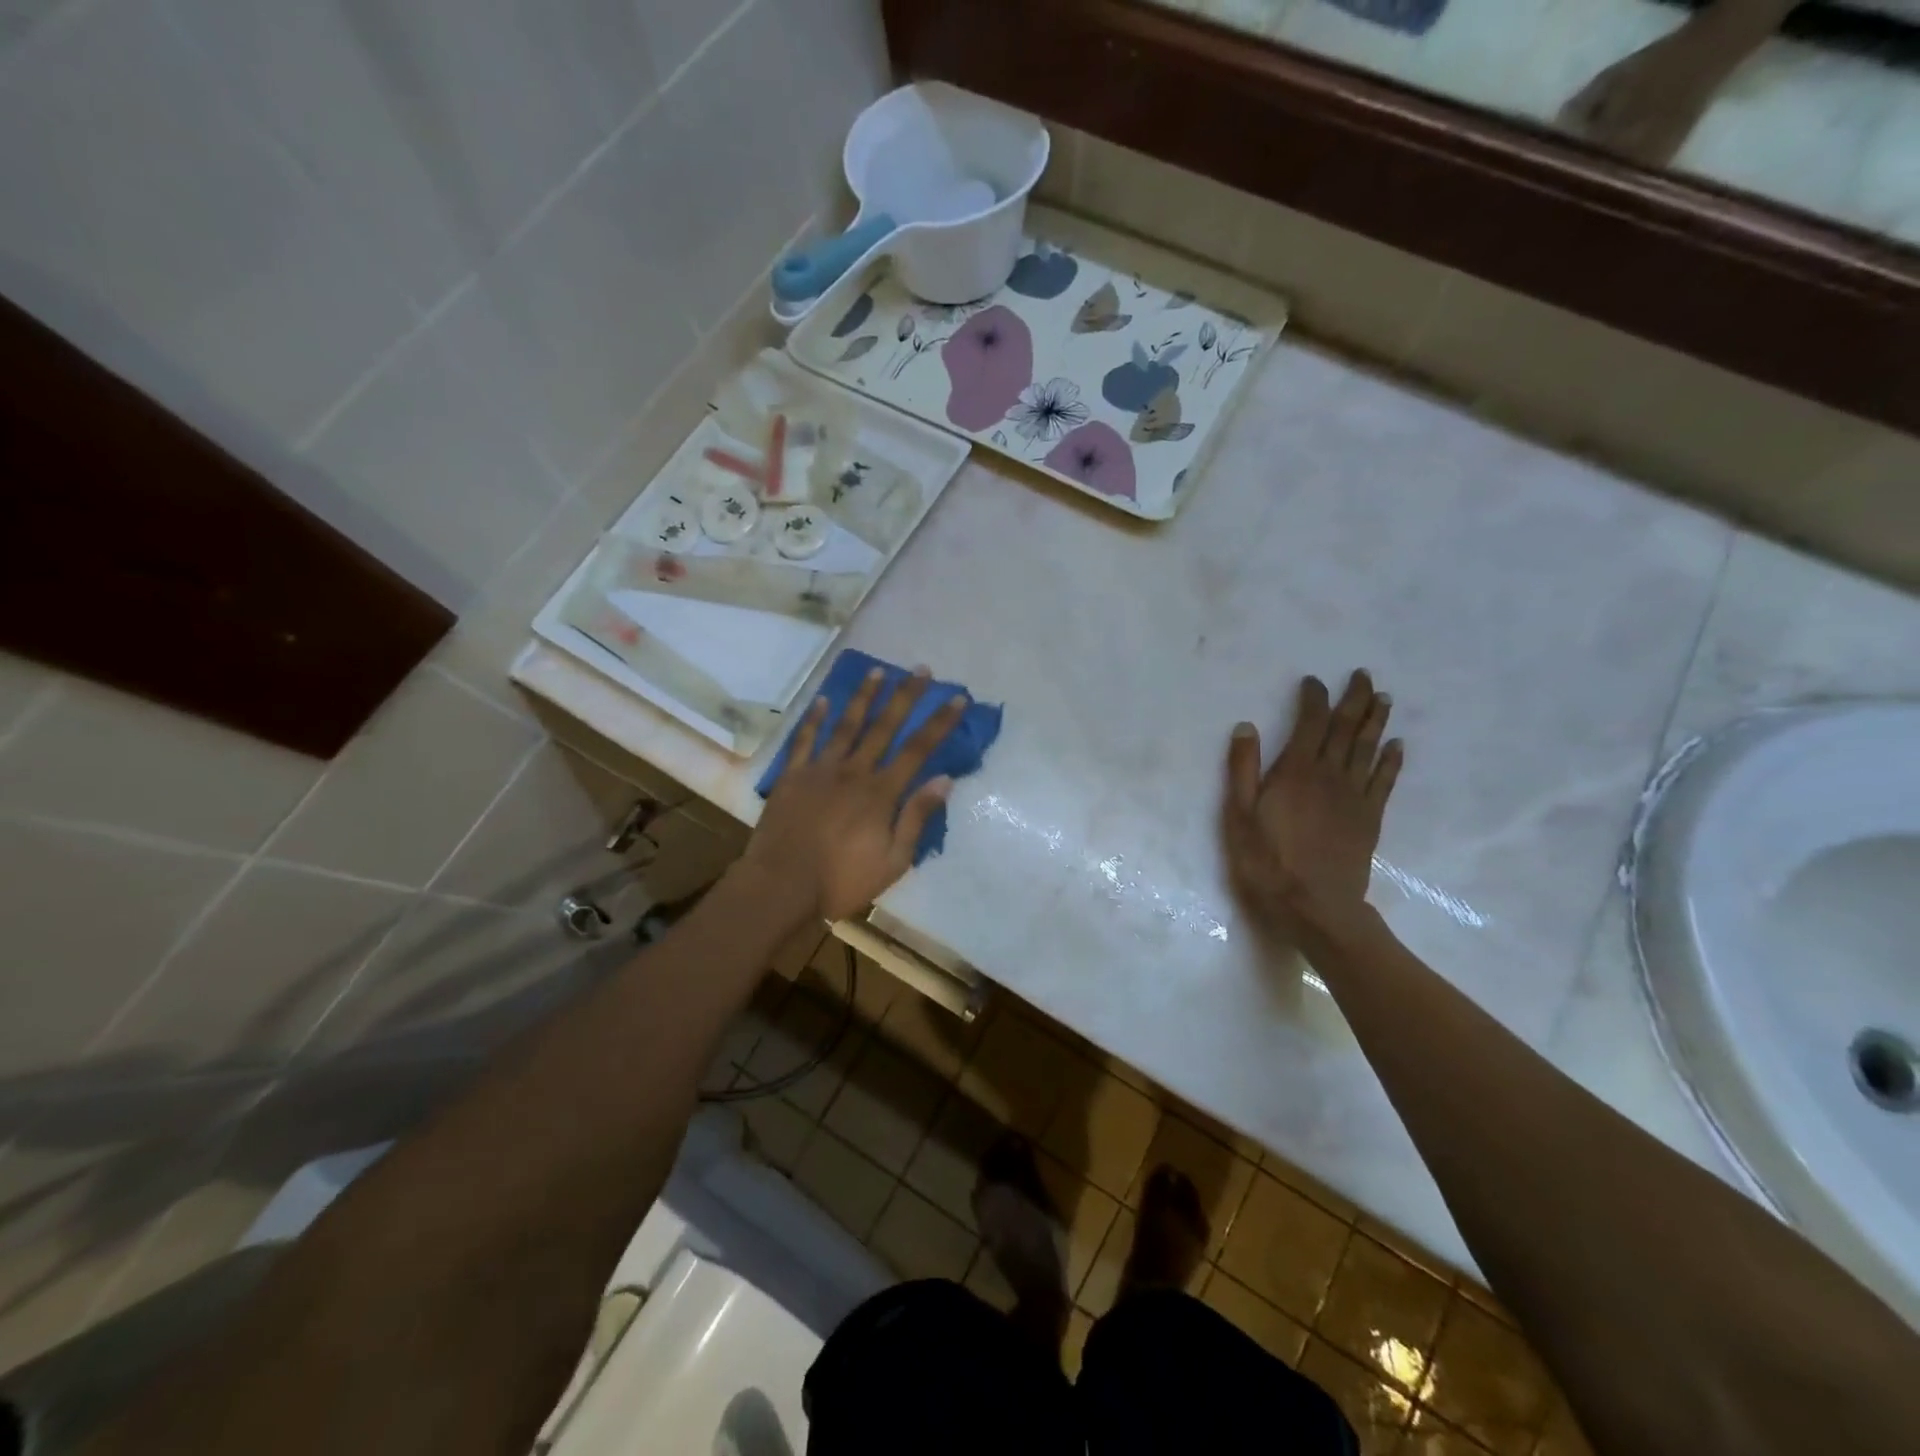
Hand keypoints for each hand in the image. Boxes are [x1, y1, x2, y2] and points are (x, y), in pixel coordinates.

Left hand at [740, 667, 967, 923]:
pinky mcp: (792, 776)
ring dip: (863, 697)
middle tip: (920, 670)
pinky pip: (804, 740)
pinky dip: (814, 719)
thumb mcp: (893, 861)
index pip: (918, 749)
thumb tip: (944, 780)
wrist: (781, 886)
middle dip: (905, 697)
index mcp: (881, 793)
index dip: (940, 722)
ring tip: (877, 671)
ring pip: (846, 725)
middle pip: (885, 726)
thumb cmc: (841, 880)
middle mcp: (854, 771)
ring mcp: (820, 770)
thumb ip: (916, 818)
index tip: (957, 698)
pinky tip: (823, 700)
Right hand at [1223, 670, 1402, 942]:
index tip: (1314, 681)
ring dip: (1376, 721)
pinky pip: (1384, 780)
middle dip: (1355, 699)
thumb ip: (1242, 769)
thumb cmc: (1267, 861)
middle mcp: (1330, 775)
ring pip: (1369, 748)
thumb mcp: (1238, 815)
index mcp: (1296, 771)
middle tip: (1363, 675)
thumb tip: (1247, 726)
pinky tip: (1396, 746)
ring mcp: (1355, 796)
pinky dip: (1392, 760)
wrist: (1315, 906)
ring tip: (1383, 699)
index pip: (1310, 723)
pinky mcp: (1370, 817)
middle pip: (1347, 728)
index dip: (1314, 698)